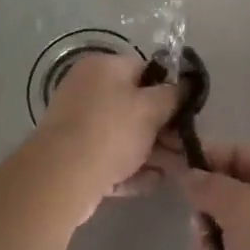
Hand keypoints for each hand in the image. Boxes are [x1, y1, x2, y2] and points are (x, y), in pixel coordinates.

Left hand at [32, 52, 180, 221]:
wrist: (62, 177)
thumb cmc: (111, 131)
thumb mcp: (151, 108)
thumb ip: (173, 95)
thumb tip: (186, 84)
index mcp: (102, 67)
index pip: (144, 69)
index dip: (168, 89)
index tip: (186, 110)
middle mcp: (87, 90)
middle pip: (134, 105)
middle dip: (162, 128)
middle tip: (185, 145)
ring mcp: (78, 125)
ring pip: (124, 135)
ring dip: (152, 151)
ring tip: (178, 169)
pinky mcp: (74, 156)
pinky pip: (109, 158)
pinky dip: (131, 168)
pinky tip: (154, 181)